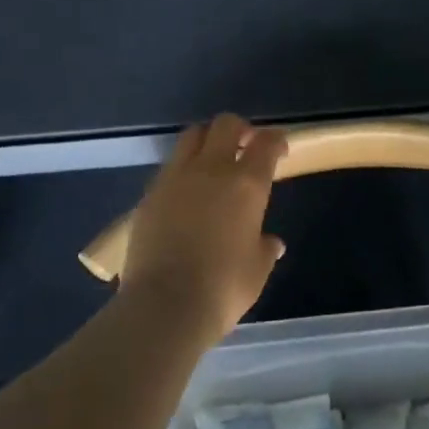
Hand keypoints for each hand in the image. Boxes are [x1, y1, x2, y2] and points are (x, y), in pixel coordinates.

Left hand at [120, 114, 287, 338]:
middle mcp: (211, 169)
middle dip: (239, 129)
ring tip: (211, 161)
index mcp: (246, 184)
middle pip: (225, 124)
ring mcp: (175, 178)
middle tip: (245, 145)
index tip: (278, 148)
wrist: (165, 304)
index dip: (275, 140)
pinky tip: (185, 192)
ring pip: (191, 136)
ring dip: (206, 140)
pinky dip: (182, 169)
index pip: (265, 144)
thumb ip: (265, 249)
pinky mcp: (149, 193)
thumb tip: (272, 243)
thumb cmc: (223, 288)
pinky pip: (169, 167)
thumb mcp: (256, 270)